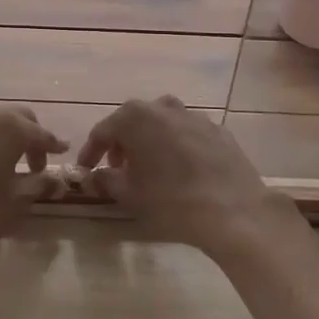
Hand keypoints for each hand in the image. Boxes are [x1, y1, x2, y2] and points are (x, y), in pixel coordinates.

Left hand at [0, 104, 67, 260]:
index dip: (53, 144)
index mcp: (10, 128)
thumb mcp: (16, 203)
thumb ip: (40, 184)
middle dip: (29, 135)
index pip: (40, 133)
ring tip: (3, 162)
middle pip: (16, 117)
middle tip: (33, 162)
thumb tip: (58, 179)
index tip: (61, 152)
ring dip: (1, 136)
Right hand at [77, 96, 287, 254]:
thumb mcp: (129, 194)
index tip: (85, 169)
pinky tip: (182, 169)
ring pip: (163, 124)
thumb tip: (93, 176)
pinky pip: (189, 134)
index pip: (103, 130)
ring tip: (150, 167)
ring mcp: (194, 116)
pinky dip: (179, 146)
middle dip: (122, 143)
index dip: (91, 151)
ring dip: (151, 141)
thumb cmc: (171, 201)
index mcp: (135, 117)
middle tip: (117, 168)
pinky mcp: (219, 131)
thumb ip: (105, 180)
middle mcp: (163, 107)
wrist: (233, 211)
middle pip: (133, 121)